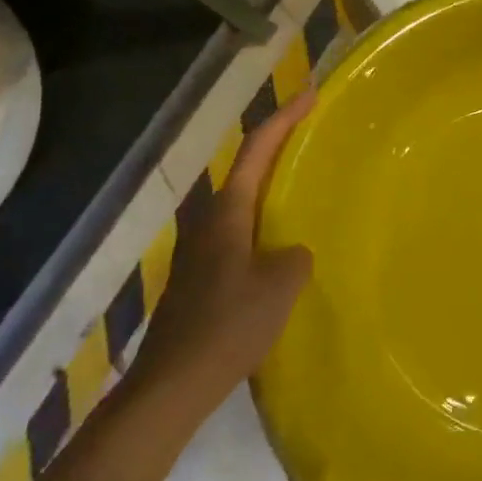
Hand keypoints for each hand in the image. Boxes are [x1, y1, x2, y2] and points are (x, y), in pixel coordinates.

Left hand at [144, 92, 315, 396]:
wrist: (170, 388)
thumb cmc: (228, 326)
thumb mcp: (280, 286)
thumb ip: (295, 255)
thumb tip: (291, 253)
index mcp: (226, 212)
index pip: (257, 149)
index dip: (284, 118)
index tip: (310, 93)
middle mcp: (208, 221)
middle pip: (247, 169)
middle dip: (278, 145)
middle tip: (311, 132)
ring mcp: (200, 250)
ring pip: (241, 202)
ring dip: (269, 185)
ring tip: (302, 184)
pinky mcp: (200, 277)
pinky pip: (238, 231)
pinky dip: (261, 220)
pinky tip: (279, 243)